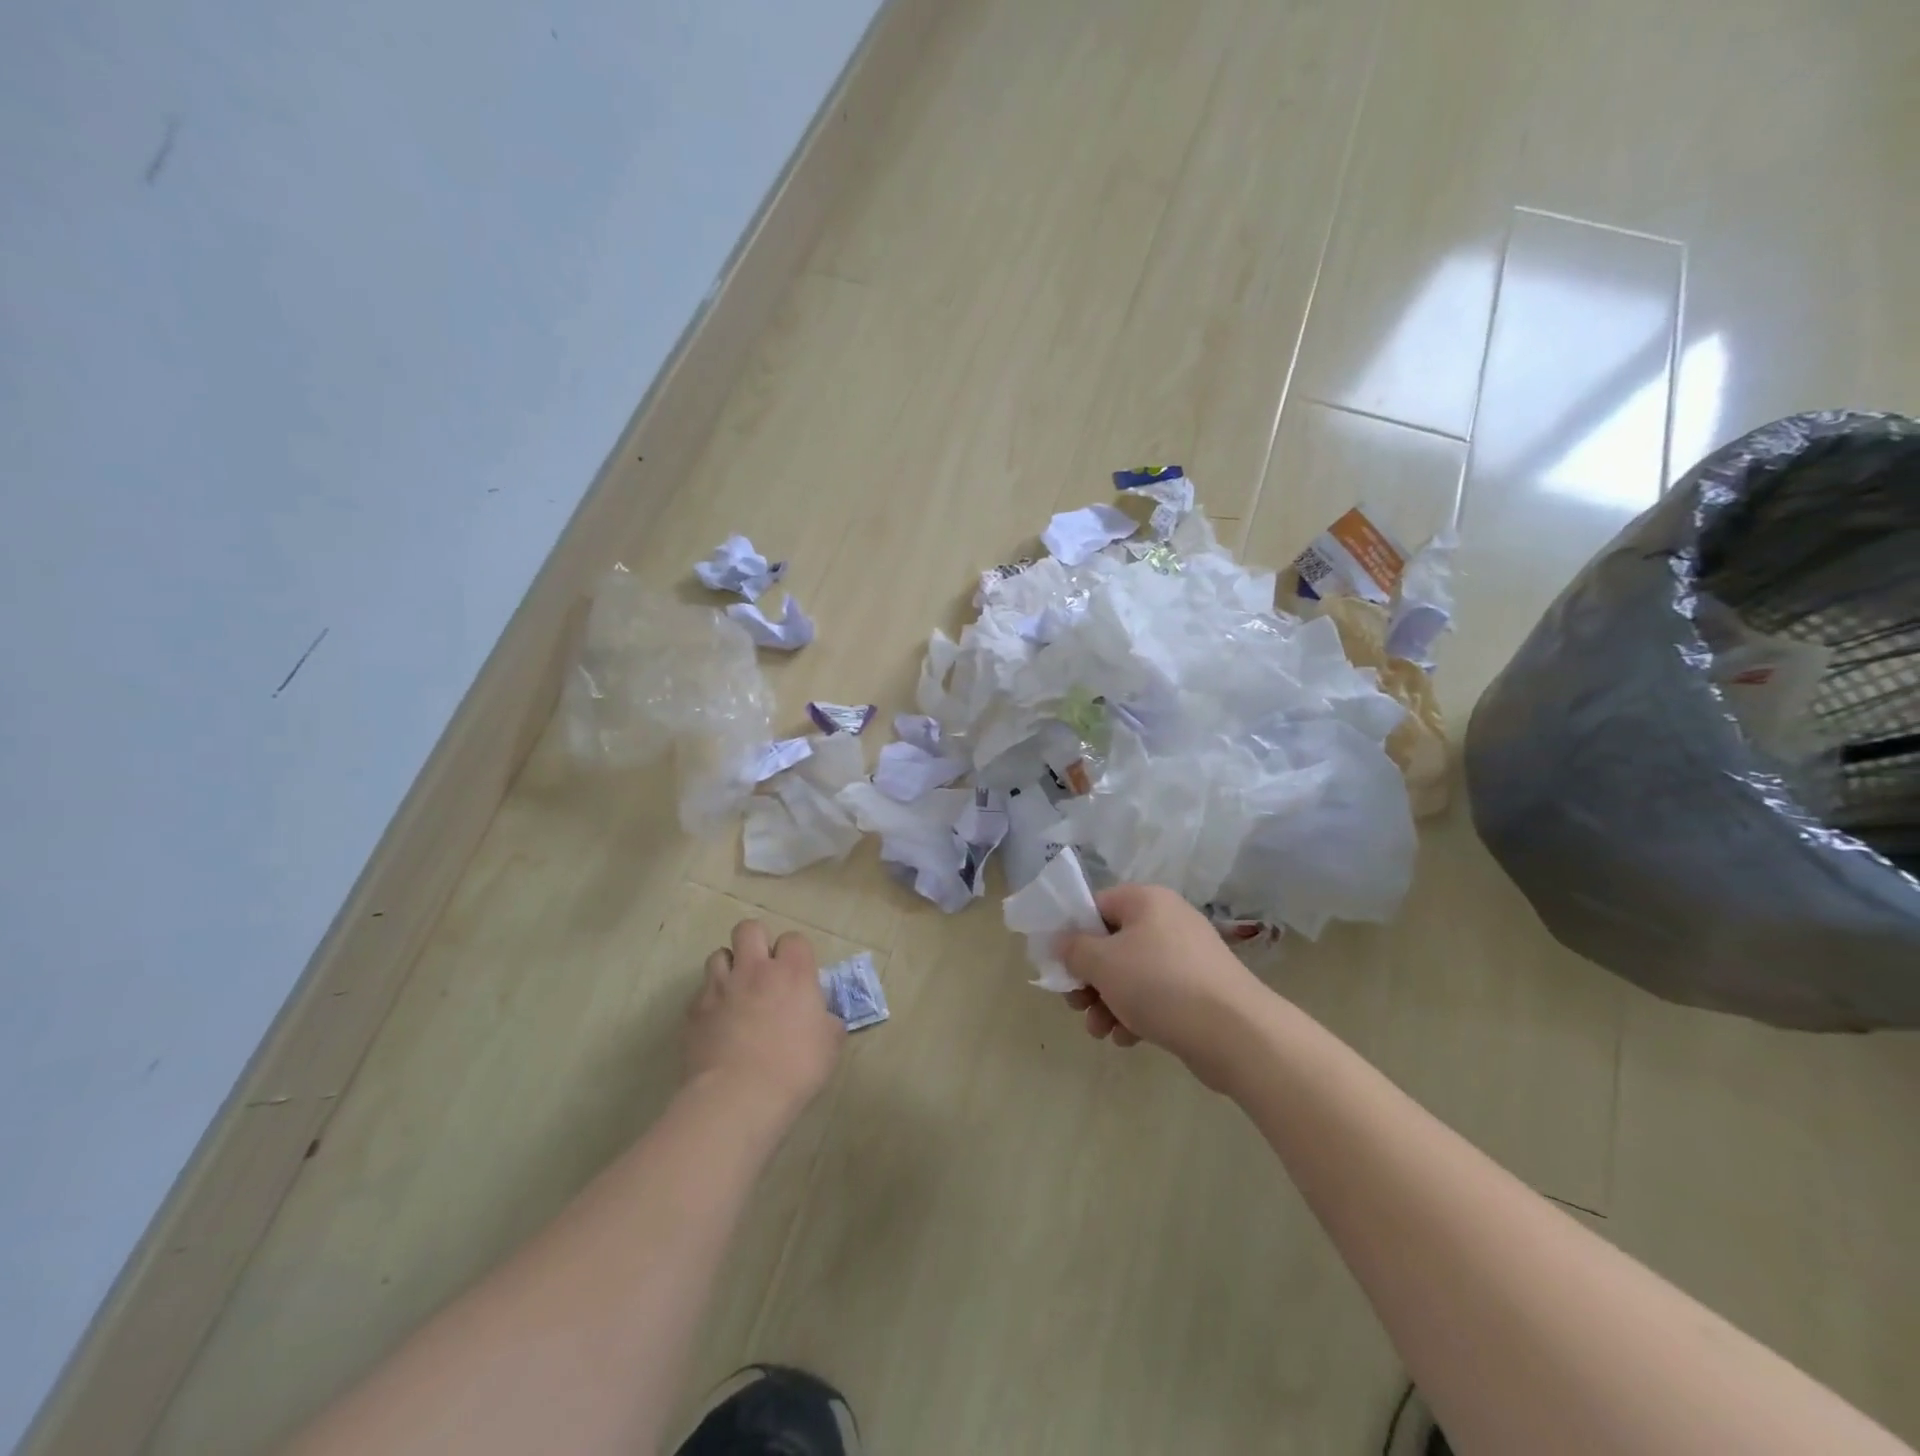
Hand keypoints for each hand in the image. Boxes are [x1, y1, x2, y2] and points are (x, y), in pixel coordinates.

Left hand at [684, 919, 844, 1121]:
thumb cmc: (794, 1068)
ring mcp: (720, 987)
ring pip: (718, 954)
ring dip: (729, 968)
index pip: (794, 938)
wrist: (738, 1097)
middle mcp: (754, 969)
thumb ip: (828, 1022)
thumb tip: (824, 1018)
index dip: (795, 953)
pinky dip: (710, 1000)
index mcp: (792, 972)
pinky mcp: (694, 1011)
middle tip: (763, 969)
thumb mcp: (830, 1045)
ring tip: (736, 991)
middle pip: (749, 928)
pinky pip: (701, 992)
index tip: (798, 975)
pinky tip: (718, 1023)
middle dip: (756, 942)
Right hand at [1059, 884, 1264, 1087]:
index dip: (1072, 934)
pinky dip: (1136, 1014)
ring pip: (1131, 974)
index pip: (1096, 906)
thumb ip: (1073, 949)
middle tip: (1076, 1005)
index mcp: (1146, 901)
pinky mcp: (1199, 990)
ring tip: (1100, 1031)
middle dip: (1089, 979)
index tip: (1060, 966)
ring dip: (1107, 1002)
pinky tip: (1127, 1039)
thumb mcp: (1103, 963)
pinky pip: (1155, 995)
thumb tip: (1063, 943)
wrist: (1235, 1033)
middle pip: (1112, 944)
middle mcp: (1168, 920)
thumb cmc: (1160, 985)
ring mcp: (1186, 956)